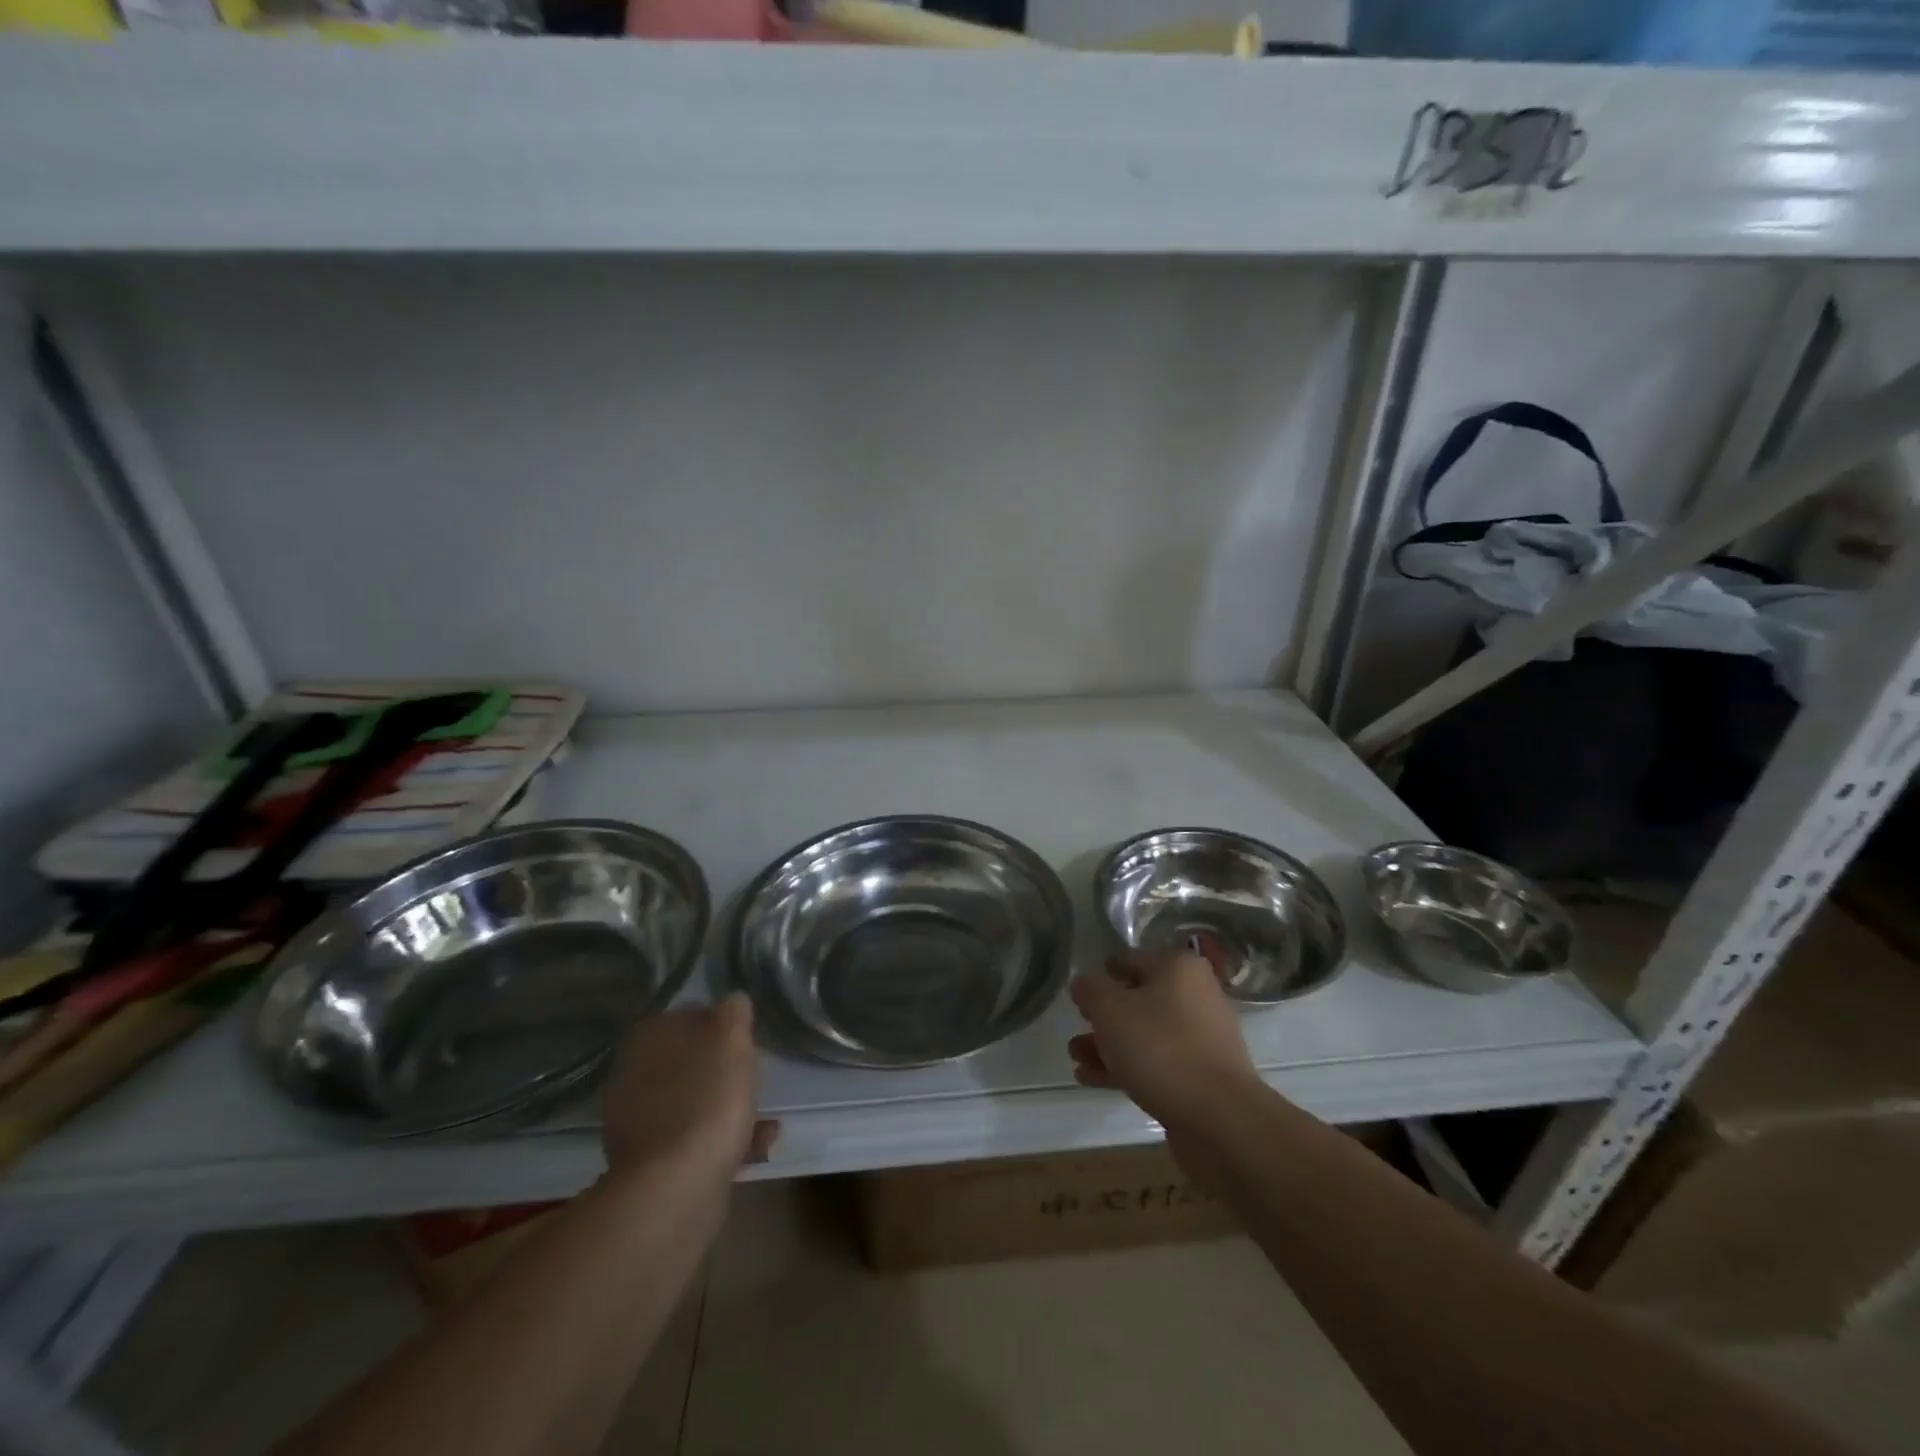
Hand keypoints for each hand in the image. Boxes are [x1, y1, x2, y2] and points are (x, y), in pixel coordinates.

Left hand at [600, 995, 777, 1183]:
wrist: (677, 1186)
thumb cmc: (708, 1096)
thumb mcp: (732, 1036)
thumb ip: (734, 1012)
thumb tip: (732, 1002)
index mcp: (647, 1038)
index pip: (688, 1016)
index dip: (721, 1024)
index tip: (746, 1039)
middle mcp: (633, 1076)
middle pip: (689, 1062)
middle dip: (724, 1071)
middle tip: (754, 1078)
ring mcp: (637, 1124)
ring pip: (693, 1103)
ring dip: (728, 1109)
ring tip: (765, 1120)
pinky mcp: (650, 1165)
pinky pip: (693, 1141)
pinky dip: (723, 1141)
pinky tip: (756, 1147)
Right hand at [1069, 950, 1260, 1128]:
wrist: (1219, 1117)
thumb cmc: (1161, 1048)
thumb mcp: (1110, 1010)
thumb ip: (1090, 990)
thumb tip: (1083, 983)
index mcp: (1179, 967)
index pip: (1130, 959)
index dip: (1101, 974)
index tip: (1080, 995)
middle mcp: (1196, 994)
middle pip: (1138, 998)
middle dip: (1103, 1017)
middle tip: (1076, 1030)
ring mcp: (1202, 1036)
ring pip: (1145, 1033)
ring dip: (1109, 1044)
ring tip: (1076, 1058)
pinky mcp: (1201, 1073)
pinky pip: (1157, 1061)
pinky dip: (1126, 1066)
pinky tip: (1093, 1079)